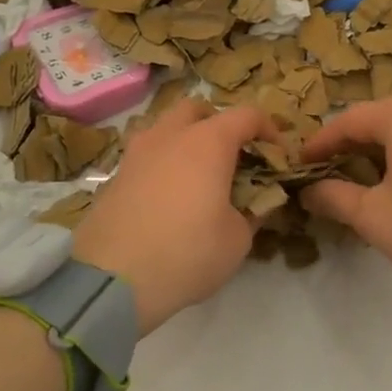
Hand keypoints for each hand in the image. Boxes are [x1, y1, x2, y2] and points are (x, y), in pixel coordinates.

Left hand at [72, 98, 270, 334]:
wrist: (113, 280)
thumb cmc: (188, 253)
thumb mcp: (238, 239)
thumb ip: (252, 212)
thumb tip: (255, 202)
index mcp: (208, 142)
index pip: (247, 115)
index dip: (269, 130)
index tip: (278, 156)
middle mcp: (169, 136)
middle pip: (198, 109)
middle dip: (220, 125)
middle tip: (233, 158)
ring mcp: (136, 153)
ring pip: (165, 128)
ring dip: (186, 141)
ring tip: (198, 177)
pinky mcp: (114, 176)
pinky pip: (146, 156)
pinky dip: (163, 164)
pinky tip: (169, 198)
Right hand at [301, 99, 391, 345]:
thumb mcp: (373, 217)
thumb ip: (334, 196)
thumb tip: (308, 191)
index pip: (350, 120)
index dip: (320, 143)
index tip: (298, 165)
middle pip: (380, 121)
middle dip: (349, 147)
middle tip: (324, 176)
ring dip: (378, 154)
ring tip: (356, 184)